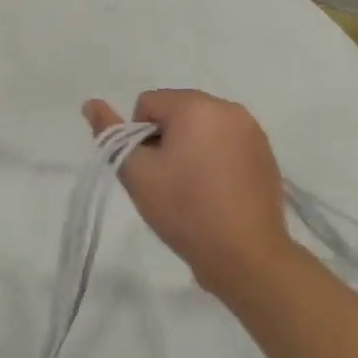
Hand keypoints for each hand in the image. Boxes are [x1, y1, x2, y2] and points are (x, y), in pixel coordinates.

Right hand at [83, 89, 301, 301]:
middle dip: (165, 139)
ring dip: (190, 147)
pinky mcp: (266, 153)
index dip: (137, 136)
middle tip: (167, 181)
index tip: (149, 170)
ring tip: (192, 188)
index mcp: (197, 106)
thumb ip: (110, 134)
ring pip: (202, 127)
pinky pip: (226, 142)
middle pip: (177, 111)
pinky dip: (214, 158)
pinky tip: (215, 192)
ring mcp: (252, 130)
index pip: (148, 103)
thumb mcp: (137, 174)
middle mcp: (229, 108)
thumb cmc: (185, 210)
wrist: (245, 255)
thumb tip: (91, 103)